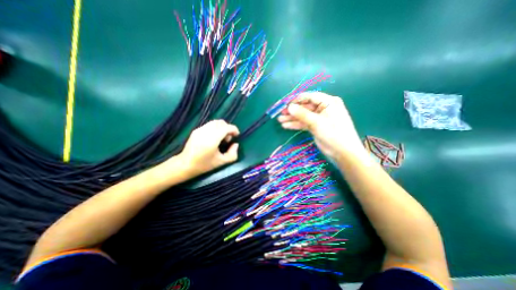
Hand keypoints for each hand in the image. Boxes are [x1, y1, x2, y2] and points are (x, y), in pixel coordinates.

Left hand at [178, 119, 239, 174]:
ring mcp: (200, 129)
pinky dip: (215, 128)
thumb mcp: (221, 162)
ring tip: (221, 138)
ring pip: (215, 122)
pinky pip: (209, 125)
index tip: (237, 135)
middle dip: (228, 128)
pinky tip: (214, 138)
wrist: (185, 164)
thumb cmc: (204, 165)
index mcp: (212, 139)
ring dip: (222, 128)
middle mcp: (205, 131)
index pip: (226, 127)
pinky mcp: (196, 130)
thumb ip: (232, 154)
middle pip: (221, 123)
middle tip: (228, 139)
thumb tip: (235, 144)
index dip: (234, 129)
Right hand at [278, 92, 365, 160]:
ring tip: (280, 120)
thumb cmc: (333, 134)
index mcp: (328, 102)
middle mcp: (323, 108)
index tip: (285, 104)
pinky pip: (304, 123)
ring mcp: (319, 118)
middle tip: (281, 114)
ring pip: (303, 116)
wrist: (343, 152)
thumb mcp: (316, 122)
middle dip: (293, 111)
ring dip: (292, 118)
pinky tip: (286, 126)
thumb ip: (302, 114)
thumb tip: (289, 107)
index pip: (310, 97)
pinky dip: (296, 124)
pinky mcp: (316, 126)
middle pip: (305, 107)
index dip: (297, 100)